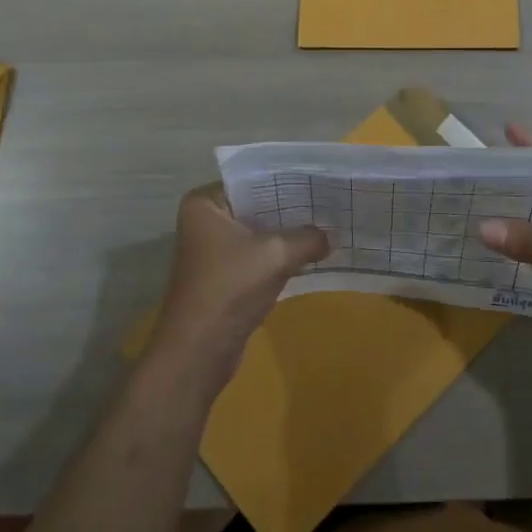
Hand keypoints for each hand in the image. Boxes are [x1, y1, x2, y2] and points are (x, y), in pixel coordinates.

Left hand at [148, 184, 329, 390]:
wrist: (198, 353)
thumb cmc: (229, 289)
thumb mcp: (276, 255)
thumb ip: (309, 238)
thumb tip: (332, 236)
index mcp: (205, 203)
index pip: (253, 179)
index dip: (287, 180)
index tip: (321, 179)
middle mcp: (206, 221)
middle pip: (258, 205)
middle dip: (292, 208)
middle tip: (331, 201)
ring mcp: (214, 250)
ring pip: (260, 232)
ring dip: (289, 234)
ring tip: (329, 224)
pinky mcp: (225, 276)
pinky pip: (259, 255)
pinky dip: (281, 256)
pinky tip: (313, 253)